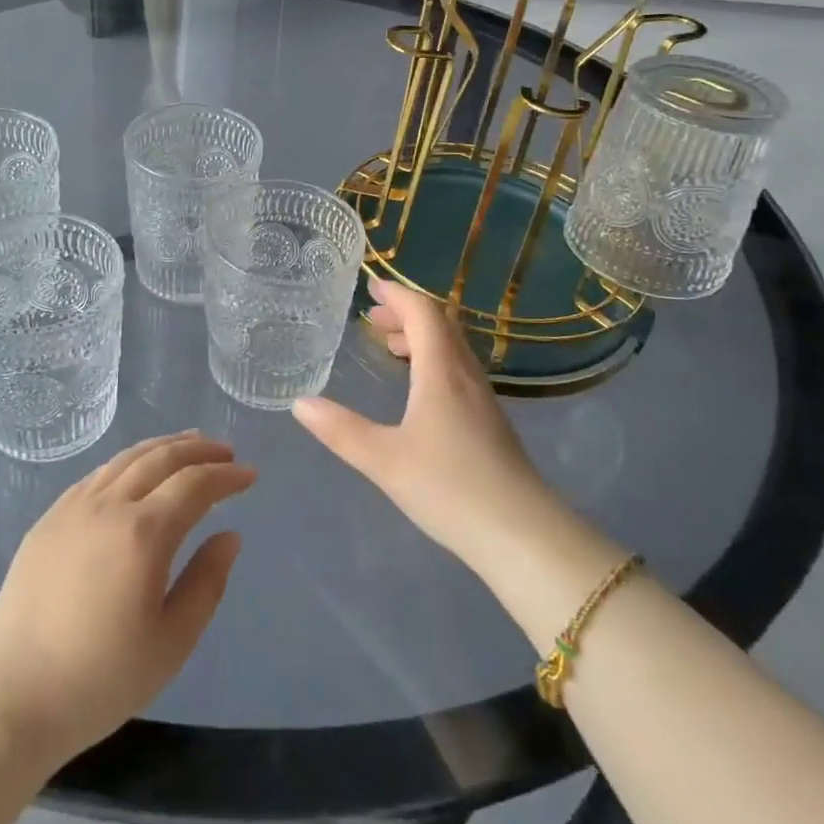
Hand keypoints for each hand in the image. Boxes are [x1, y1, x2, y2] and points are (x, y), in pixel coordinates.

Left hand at [0, 432, 253, 765]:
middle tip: (226, 451)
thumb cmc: (100, 680)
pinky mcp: (49, 518)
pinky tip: (136, 470)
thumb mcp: (171, 643)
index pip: (195, 485)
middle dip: (199, 450)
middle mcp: (109, 505)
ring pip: (127, 458)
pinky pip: (97, 474)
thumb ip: (206, 583)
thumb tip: (229, 536)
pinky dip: (128, 461)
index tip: (249, 474)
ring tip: (188, 444)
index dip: (226, 475)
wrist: (12, 698)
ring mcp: (74, 507)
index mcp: (143, 533)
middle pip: (162, 458)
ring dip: (164, 447)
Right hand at [292, 277, 556, 575]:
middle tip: (373, 319)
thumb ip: (341, 430)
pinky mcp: (490, 423)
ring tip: (391, 348)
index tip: (371, 287)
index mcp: (442, 371)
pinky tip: (419, 391)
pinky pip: (458, 370)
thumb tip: (300, 403)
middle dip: (406, 314)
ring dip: (421, 337)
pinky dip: (433, 361)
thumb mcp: (384, 460)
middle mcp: (466, 375)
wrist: (522, 535)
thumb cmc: (450, 488)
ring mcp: (483, 399)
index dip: (397, 295)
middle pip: (440, 325)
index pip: (423, 312)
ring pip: (452, 349)